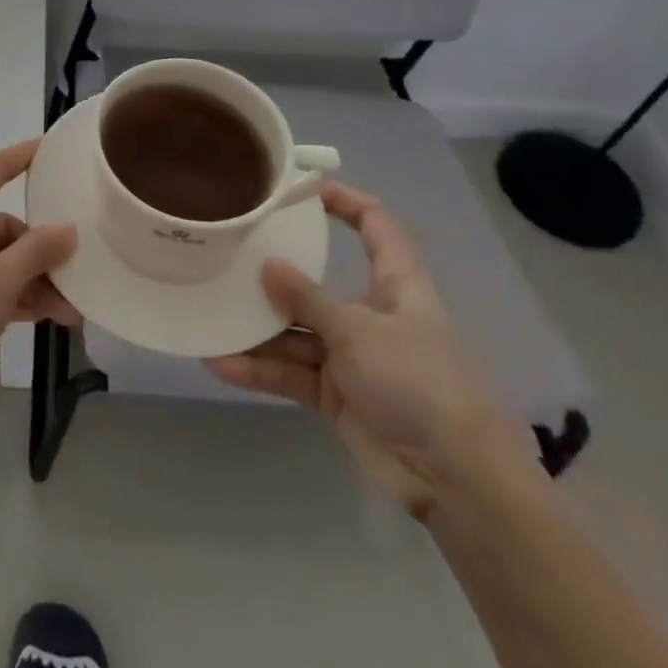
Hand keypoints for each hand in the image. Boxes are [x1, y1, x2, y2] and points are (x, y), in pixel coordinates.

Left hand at [0, 140, 79, 420]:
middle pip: (5, 224)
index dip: (26, 156)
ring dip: (35, 279)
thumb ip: (37, 251)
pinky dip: (17, 295)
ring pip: (1, 258)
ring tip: (74, 308)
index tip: (57, 147)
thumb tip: (69, 228)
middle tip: (82, 269)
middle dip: (43, 250)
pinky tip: (52, 317)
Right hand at [207, 182, 532, 517]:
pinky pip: (292, 373)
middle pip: (319, 283)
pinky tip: (221, 363)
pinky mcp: (338, 395)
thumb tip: (268, 265)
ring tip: (211, 315)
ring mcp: (353, 357)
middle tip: (231, 254)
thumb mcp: (360, 332)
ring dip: (258, 330)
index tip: (303, 187)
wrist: (457, 481)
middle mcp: (372, 315)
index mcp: (396, 287)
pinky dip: (261, 369)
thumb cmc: (419, 383)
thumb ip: (309, 300)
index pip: (377, 227)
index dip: (347, 201)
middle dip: (277, 274)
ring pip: (297, 332)